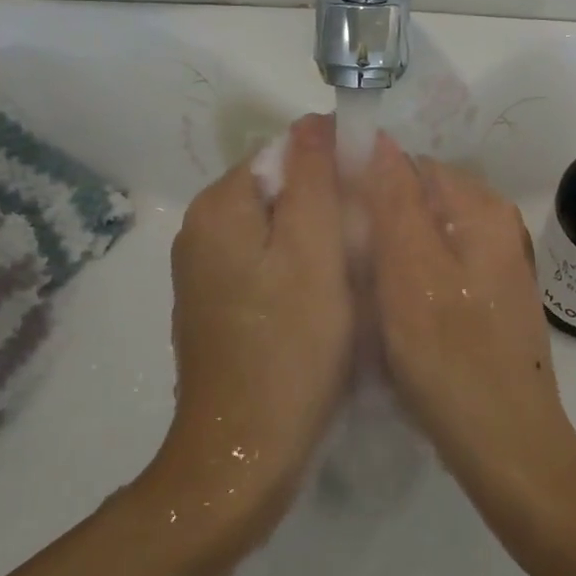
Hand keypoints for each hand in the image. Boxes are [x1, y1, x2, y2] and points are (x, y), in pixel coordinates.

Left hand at [152, 115, 353, 538]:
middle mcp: (201, 230)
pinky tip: (328, 303)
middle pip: (280, 190)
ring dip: (320, 241)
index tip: (373, 200)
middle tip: (370, 244)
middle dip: (329, 206)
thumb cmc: (290, 346)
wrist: (245, 454)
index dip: (335, 166)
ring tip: (355, 275)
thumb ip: (315, 178)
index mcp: (219, 207)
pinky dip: (301, 271)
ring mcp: (205, 272)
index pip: (285, 152)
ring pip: (278, 229)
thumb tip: (315, 121)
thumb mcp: (315, 251)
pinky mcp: (218, 306)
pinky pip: (268, 264)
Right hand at [362, 137, 575, 516]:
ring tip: (360, 291)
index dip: (366, 183)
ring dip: (389, 255)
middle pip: (420, 200)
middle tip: (342, 261)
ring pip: (425, 237)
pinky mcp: (487, 299)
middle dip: (378, 221)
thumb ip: (394, 201)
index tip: (331, 219)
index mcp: (482, 209)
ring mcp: (495, 265)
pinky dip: (409, 281)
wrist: (508, 448)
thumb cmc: (451, 359)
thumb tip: (378, 138)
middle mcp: (495, 226)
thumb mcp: (410, 272)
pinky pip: (436, 269)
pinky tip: (389, 314)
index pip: (411, 166)